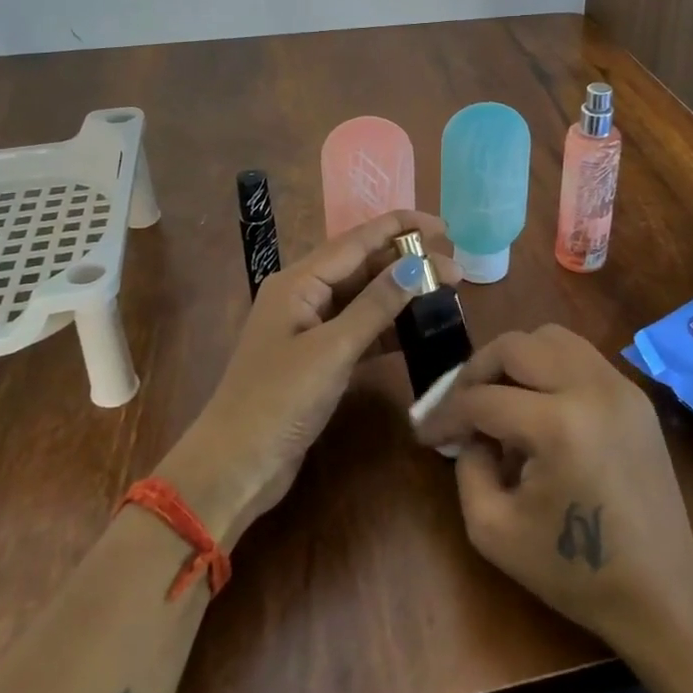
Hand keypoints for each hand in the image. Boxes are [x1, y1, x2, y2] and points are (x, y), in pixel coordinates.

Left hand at [162, 210, 458, 545]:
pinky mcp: (319, 358)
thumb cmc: (278, 401)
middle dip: (407, 262)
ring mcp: (311, 328)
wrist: (236, 467)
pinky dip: (389, 327)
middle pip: (363, 266)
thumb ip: (376, 305)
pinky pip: (361, 329)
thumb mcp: (332, 350)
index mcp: (298, 282)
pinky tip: (420, 329)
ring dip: (402, 294)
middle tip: (456, 268)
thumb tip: (418, 264)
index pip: (357, 241)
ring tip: (446, 293)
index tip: (444, 226)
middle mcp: (304, 295)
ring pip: (364, 298)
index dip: (401, 228)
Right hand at [413, 325, 692, 653]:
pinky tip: (538, 405)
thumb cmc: (574, 572)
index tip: (426, 433)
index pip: (482, 399)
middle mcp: (591, 388)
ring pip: (550, 337)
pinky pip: (579, 355)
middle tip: (459, 404)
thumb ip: (466, 467)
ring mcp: (619, 386)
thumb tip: (468, 431)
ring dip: (514, 360)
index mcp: (558, 426)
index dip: (445, 414)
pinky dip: (548, 367)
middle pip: (515, 345)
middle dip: (475, 371)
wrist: (663, 592)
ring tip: (499, 397)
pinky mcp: (635, 394)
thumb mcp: (493, 531)